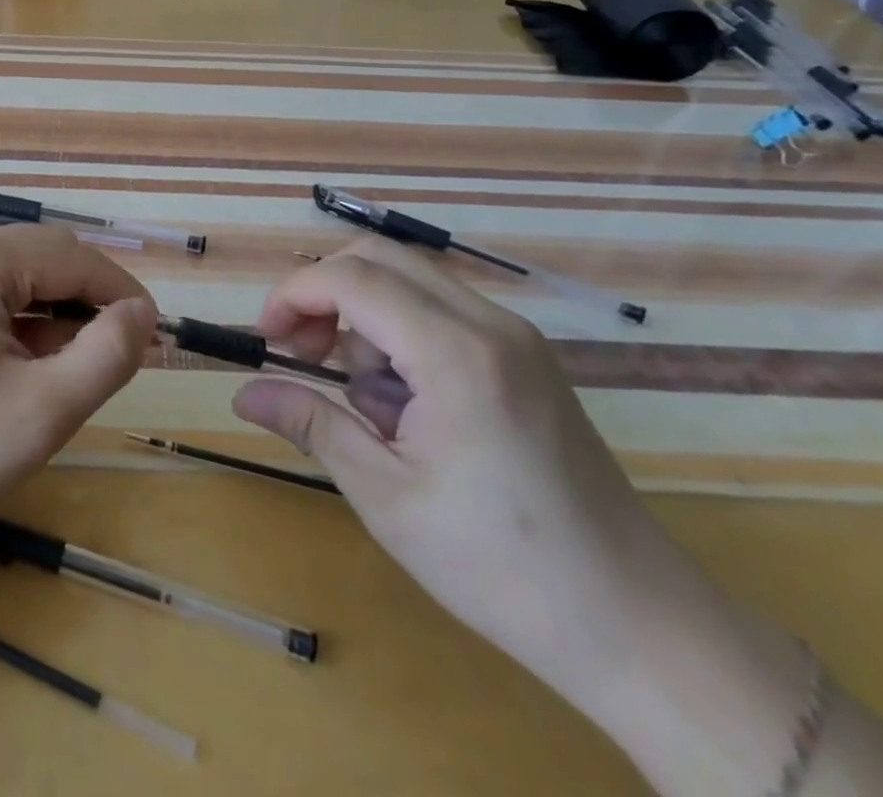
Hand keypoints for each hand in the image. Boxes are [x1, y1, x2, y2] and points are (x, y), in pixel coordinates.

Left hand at [0, 224, 156, 556]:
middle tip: (121, 359)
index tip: (156, 335)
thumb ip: (107, 354)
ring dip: (58, 319)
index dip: (121, 292)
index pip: (72, 256)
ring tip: (76, 374)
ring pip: (21, 282)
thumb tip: (141, 313)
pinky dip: (24, 328)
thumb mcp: (43, 411)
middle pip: (45, 261)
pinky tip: (31, 372)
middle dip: (89, 304)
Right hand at [230, 238, 748, 733]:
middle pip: (379, 257)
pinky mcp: (527, 356)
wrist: (639, 625)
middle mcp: (489, 323)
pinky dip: (400, 331)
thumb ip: (312, 424)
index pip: (351, 278)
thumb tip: (243, 393)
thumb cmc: (500, 566)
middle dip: (324, 292)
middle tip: (299, 351)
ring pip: (410, 280)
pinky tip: (405, 401)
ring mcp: (515, 336)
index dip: (293, 294)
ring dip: (363, 314)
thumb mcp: (386, 497)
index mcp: (455, 353)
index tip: (264, 340)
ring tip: (360, 395)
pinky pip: (441, 310)